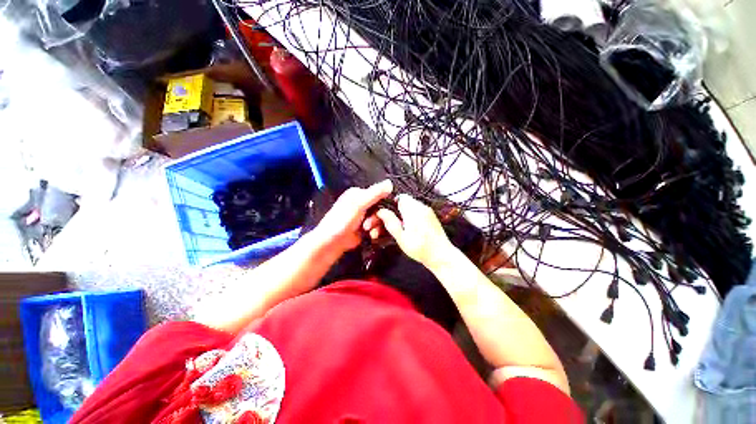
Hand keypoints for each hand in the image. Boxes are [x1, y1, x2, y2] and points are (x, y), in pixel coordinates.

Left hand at [313, 180, 393, 254]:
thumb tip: (389, 183)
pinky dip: (377, 231)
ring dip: (377, 226)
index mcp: (359, 194)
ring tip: (367, 230)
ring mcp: (365, 216)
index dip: (383, 202)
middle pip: (381, 208)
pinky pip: (379, 227)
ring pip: (381, 219)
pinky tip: (371, 235)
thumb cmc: (341, 221)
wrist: (333, 242)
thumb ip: (375, 193)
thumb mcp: (359, 204)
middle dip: (377, 217)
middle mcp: (362, 204)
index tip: (382, 211)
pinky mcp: (367, 227)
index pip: (379, 194)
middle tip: (368, 223)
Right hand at [376, 194, 455, 268]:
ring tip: (403, 227)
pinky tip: (412, 228)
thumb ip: (391, 223)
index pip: (400, 197)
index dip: (391, 205)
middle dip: (398, 210)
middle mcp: (422, 207)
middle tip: (394, 224)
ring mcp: (428, 210)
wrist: (441, 255)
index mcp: (414, 211)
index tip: (388, 215)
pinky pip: (418, 210)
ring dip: (405, 213)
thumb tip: (381, 211)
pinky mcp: (431, 215)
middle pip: (405, 201)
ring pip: (411, 205)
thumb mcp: (402, 238)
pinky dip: (412, 216)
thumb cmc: (421, 249)